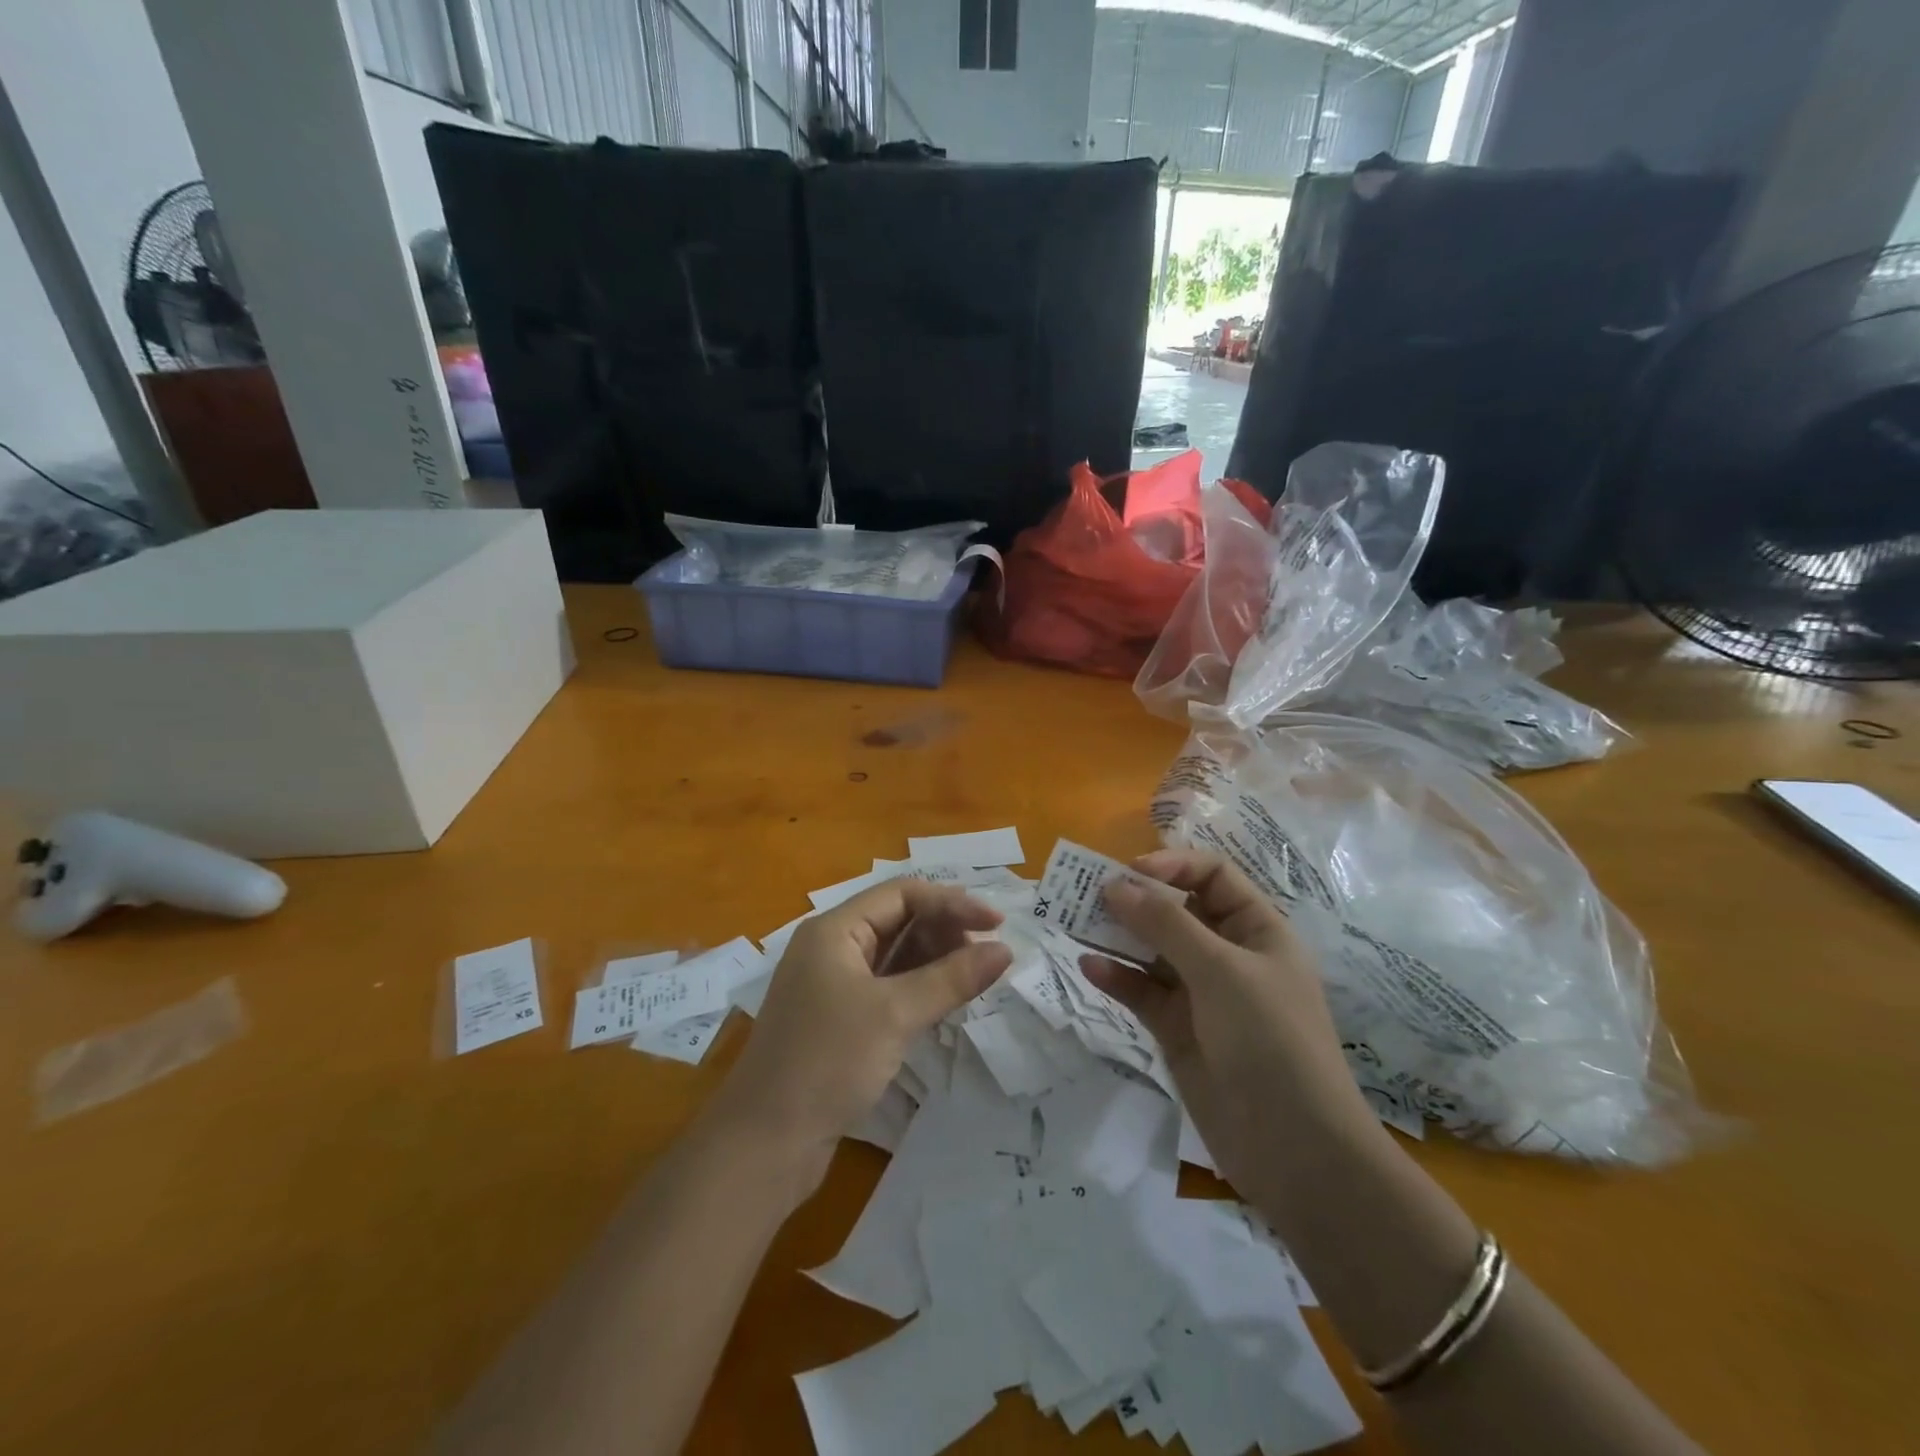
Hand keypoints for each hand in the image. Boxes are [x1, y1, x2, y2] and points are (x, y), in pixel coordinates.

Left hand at [710, 879, 1012, 1187]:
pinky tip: (948, 1001)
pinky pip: (889, 989)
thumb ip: (952, 978)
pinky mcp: (840, 1021)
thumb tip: (1004, 951)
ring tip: (977, 975)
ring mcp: (834, 986)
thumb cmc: (827, 1062)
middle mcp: (832, 949)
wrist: (765, 1145)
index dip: (952, 902)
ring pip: (895, 957)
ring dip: (936, 961)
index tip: (997, 923)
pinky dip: (920, 989)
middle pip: (898, 921)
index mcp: (834, 930)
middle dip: (945, 931)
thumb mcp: (894, 1014)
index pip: (901, 895)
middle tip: (990, 953)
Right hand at [1081, 849, 1372, 1207]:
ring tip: (1074, 922)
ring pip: (1152, 950)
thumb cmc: (1269, 1039)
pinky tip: (1089, 967)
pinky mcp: (1177, 1029)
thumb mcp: (1220, 970)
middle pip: (1176, 909)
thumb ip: (1165, 924)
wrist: (1294, 1148)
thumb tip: (1114, 885)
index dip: (1173, 864)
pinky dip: (1116, 977)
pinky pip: (1141, 991)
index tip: (1128, 870)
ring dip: (1117, 934)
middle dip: (1135, 898)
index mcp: (1256, 929)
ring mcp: (1201, 993)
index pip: (1213, 875)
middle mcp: (1228, 954)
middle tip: (1086, 891)